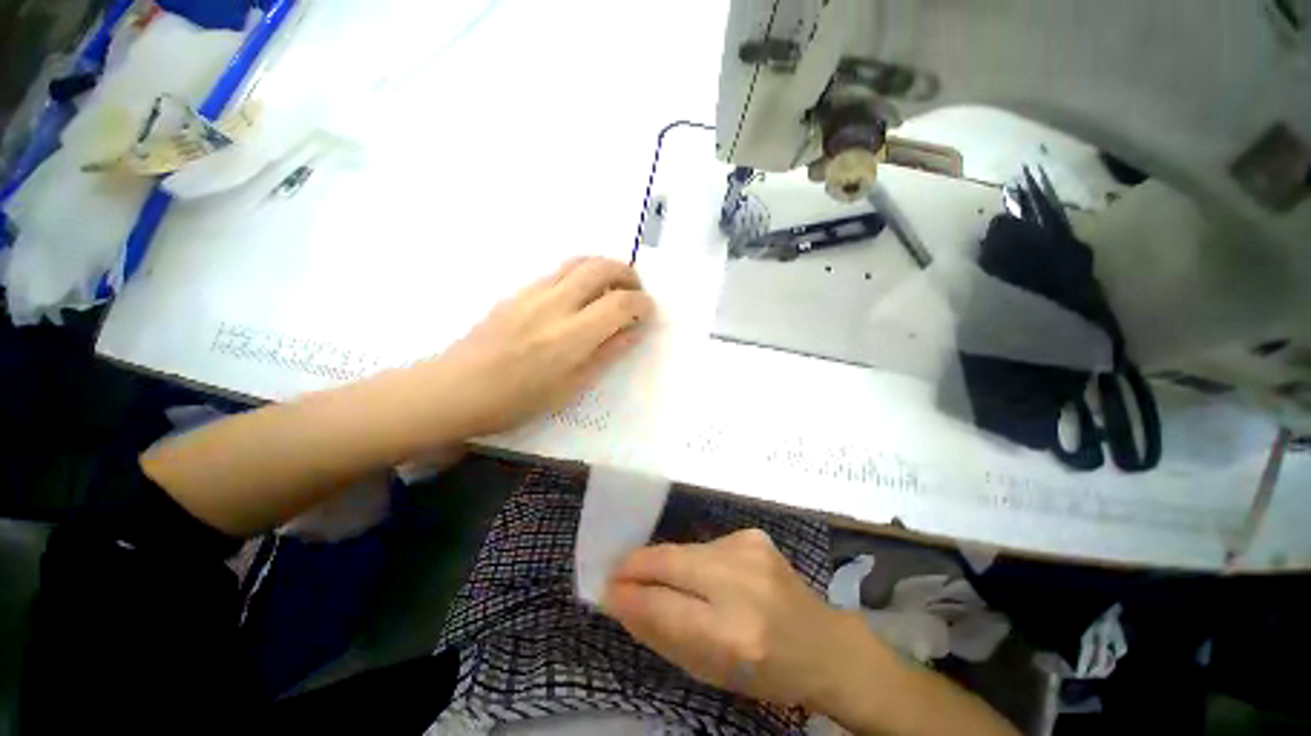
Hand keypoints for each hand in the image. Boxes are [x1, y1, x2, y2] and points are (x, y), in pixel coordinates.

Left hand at [425, 257, 654, 436]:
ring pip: (579, 261)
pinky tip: (579, 297)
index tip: (648, 312)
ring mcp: (533, 292)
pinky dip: (581, 274)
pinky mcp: (517, 291)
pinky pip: (558, 272)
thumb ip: (606, 353)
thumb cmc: (517, 400)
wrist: (456, 389)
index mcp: (572, 336)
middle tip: (635, 292)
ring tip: (612, 289)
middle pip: (601, 267)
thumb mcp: (571, 386)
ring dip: (604, 268)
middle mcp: (555, 304)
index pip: (620, 303)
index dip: (642, 303)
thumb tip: (632, 331)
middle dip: (627, 274)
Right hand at [603, 529, 859, 708]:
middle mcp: (741, 582)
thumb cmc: (765, 672)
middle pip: (670, 561)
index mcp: (733, 633)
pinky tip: (703, 575)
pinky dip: (692, 559)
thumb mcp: (710, 672)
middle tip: (615, 572)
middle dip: (636, 565)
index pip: (663, 605)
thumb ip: (662, 634)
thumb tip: (621, 601)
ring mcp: (749, 550)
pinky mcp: (752, 535)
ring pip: (684, 549)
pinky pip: (705, 545)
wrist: (823, 643)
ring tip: (658, 578)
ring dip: (664, 563)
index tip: (605, 590)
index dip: (628, 595)